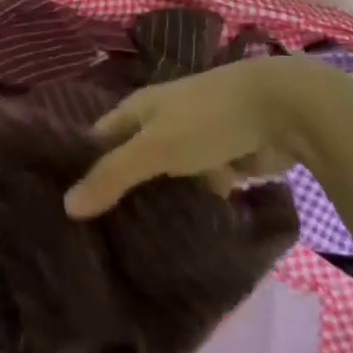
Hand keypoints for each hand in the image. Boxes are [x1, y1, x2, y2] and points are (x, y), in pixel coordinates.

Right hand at [64, 58, 308, 218]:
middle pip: (131, 161)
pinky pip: (198, 188)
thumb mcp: (154, 148)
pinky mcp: (224, 160)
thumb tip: (66, 206)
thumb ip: (112, 176)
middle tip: (96, 236)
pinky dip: (193, 205)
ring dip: (158, 203)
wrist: (286, 108)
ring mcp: (194, 141)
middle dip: (120, 192)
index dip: (82, 167)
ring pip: (166, 179)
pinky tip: (181, 236)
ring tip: (133, 244)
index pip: (98, 140)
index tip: (68, 206)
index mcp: (138, 109)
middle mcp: (161, 122)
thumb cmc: (209, 119)